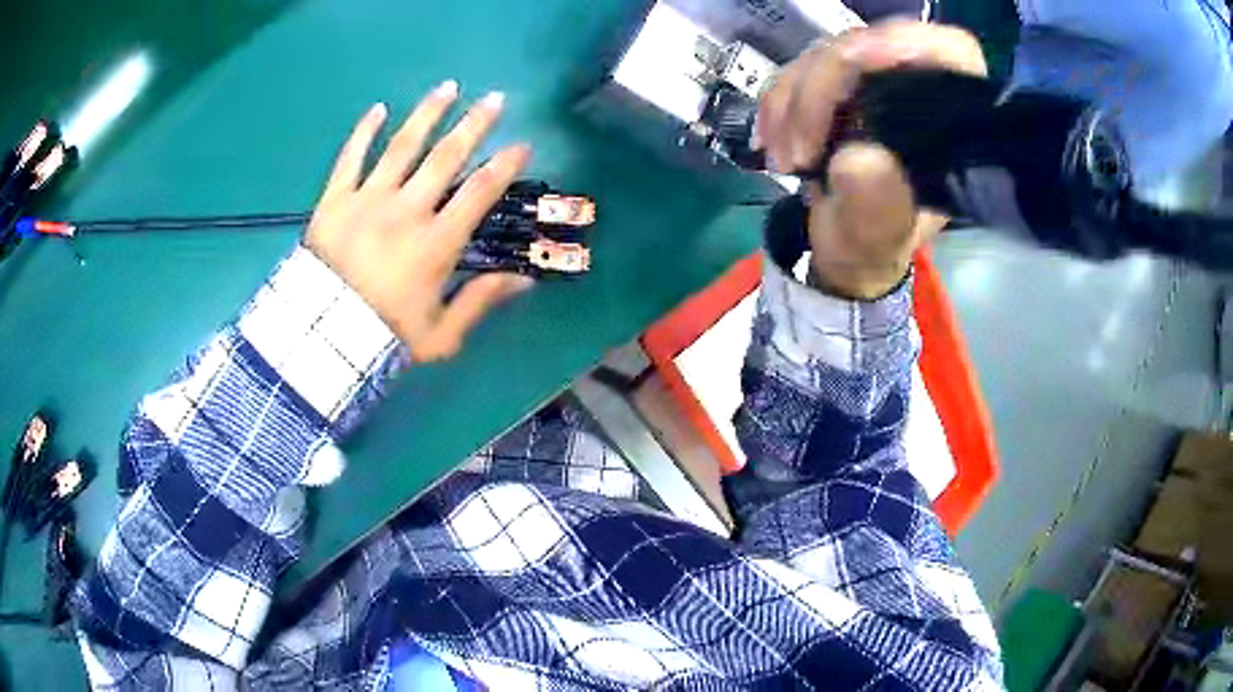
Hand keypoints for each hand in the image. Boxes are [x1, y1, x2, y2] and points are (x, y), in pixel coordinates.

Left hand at [305, 81, 534, 361]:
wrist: (321, 339)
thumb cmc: (383, 337)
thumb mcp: (441, 335)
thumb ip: (480, 302)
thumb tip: (523, 280)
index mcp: (436, 243)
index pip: (479, 192)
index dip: (505, 165)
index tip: (522, 145)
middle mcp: (406, 210)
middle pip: (446, 157)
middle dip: (475, 125)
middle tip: (495, 99)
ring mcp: (368, 200)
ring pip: (403, 146)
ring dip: (428, 113)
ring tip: (448, 87)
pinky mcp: (334, 200)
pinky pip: (350, 158)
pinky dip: (364, 131)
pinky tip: (378, 108)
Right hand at [756, 21, 986, 298]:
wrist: (844, 249)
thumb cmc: (875, 246)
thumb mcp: (879, 238)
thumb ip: (875, 206)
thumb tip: (857, 159)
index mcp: (952, 124)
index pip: (948, 52)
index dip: (904, 43)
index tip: (853, 64)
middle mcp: (919, 91)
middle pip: (868, 47)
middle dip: (820, 90)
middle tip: (797, 149)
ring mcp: (877, 82)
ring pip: (826, 55)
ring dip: (791, 103)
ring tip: (785, 159)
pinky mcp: (842, 83)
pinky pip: (800, 69)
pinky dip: (778, 103)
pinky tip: (774, 141)